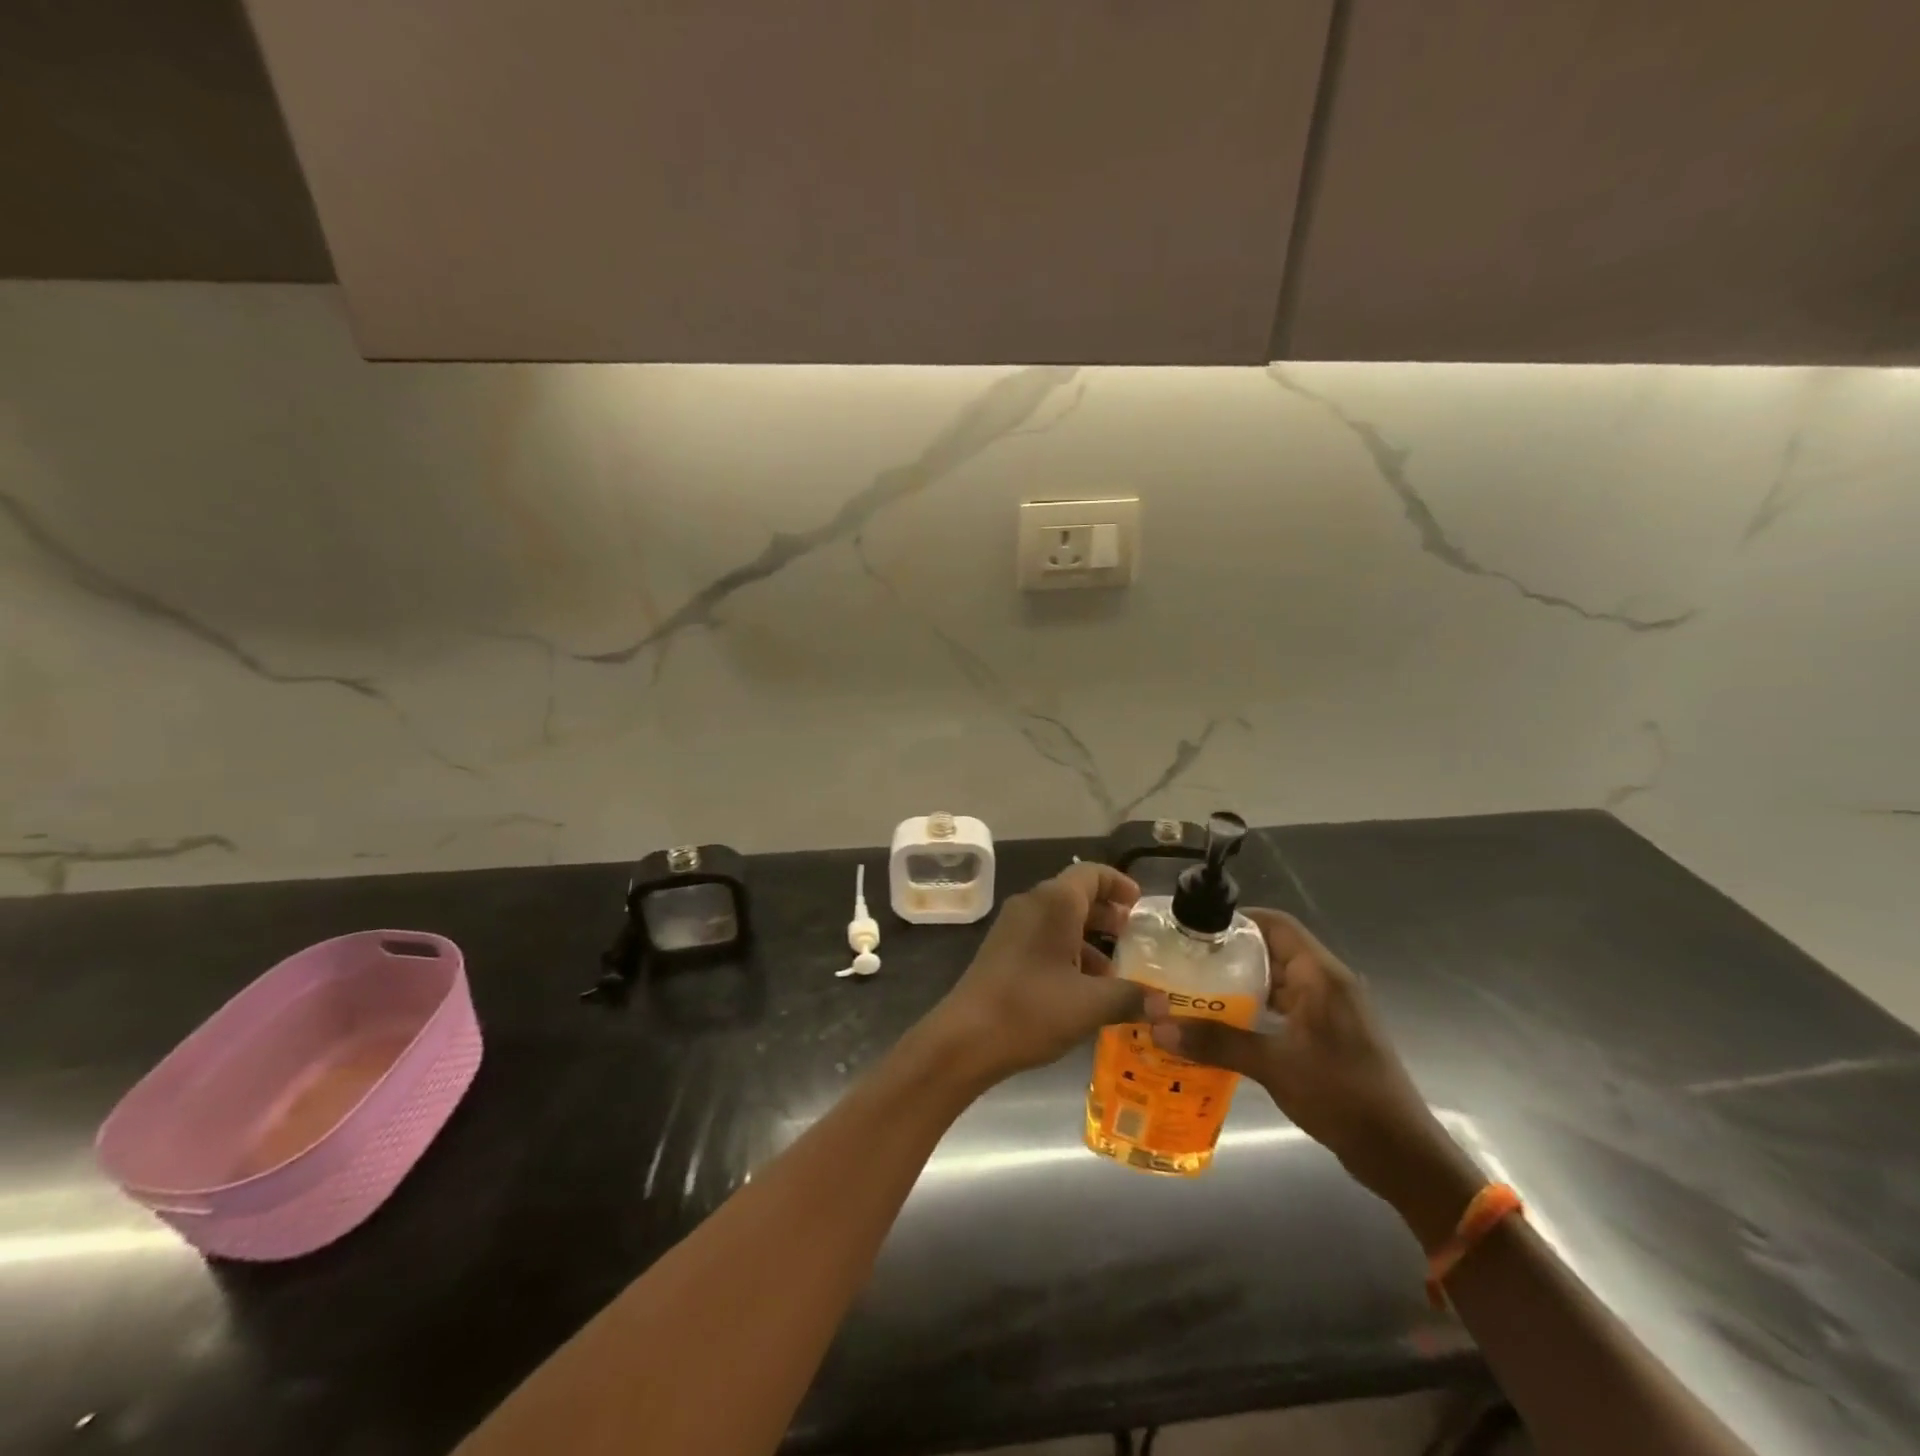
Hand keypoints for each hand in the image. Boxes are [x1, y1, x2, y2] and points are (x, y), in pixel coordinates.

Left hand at [924, 862, 1146, 1085]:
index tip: (1139, 906)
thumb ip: (1130, 997)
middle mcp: (1032, 904)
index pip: (1091, 874)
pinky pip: (1041, 936)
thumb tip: (1164, 1005)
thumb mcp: (1090, 1005)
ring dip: (1087, 937)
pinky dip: (1066, 950)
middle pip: (1074, 895)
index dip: (1118, 884)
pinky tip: (1081, 987)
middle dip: (1105, 913)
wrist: (966, 1037)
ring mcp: (1012, 926)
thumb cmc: (1032, 1009)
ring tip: (1113, 971)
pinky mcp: (1001, 949)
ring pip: (1057, 919)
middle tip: (1131, 937)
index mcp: (1054, 903)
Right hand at [1148, 909, 1477, 1245]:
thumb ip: (1217, 1043)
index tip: (1195, 929)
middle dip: (1231, 954)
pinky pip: (1287, 1007)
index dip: (1237, 920)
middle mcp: (1328, 983)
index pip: (1276, 924)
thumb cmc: (1343, 1096)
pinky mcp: (1330, 1035)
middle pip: (1274, 950)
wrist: (1401, 1154)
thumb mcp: (1274, 1066)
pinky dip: (1258, 1009)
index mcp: (1321, 975)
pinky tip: (1226, 1025)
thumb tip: (1159, 1027)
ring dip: (1242, 984)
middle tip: (1186, 962)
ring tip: (1196, 991)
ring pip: (1279, 981)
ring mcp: (1331, 1010)